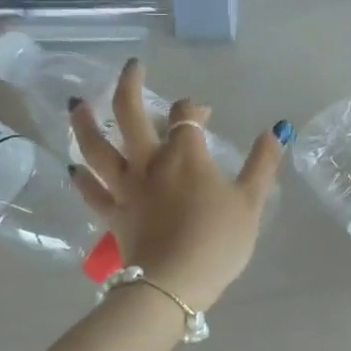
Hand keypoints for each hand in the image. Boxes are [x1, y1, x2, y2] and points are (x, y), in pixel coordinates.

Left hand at [68, 59, 288, 309]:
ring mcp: (126, 187)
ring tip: (77, 104)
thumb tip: (277, 129)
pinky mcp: (112, 214)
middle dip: (130, 85)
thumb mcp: (251, 201)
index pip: (185, 116)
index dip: (193, 108)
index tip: (204, 115)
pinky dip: (81, 178)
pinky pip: (91, 192)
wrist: (175, 283)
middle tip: (132, 67)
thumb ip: (263, 163)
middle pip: (130, 114)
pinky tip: (73, 166)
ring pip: (96, 147)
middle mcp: (150, 161)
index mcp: (186, 155)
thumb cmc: (218, 241)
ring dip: (85, 122)